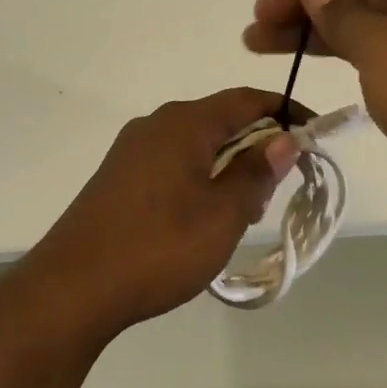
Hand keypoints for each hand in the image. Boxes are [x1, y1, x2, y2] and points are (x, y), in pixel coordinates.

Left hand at [22, 88, 304, 335]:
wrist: (72, 287)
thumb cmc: (158, 247)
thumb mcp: (222, 215)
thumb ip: (256, 172)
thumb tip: (284, 139)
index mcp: (184, 123)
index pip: (247, 99)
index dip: (285, 113)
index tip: (314, 136)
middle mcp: (155, 124)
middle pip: (220, 120)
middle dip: (256, 147)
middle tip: (274, 192)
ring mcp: (131, 150)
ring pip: (195, 144)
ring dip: (227, 167)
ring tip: (239, 214)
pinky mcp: (117, 176)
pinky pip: (171, 163)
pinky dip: (198, 178)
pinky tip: (199, 219)